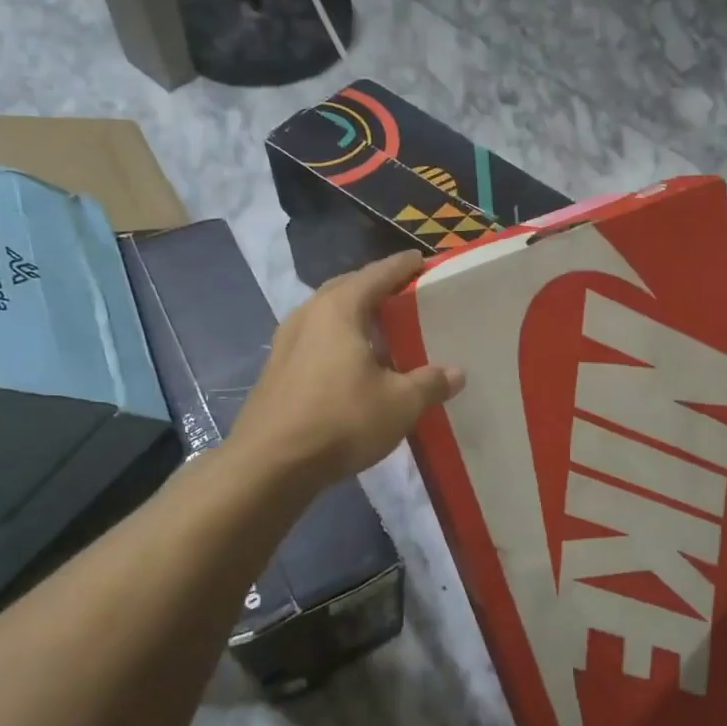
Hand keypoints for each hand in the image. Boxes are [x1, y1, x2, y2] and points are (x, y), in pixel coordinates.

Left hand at [232, 252, 463, 488]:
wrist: (271, 464)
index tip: (422, 261)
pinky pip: (316, 340)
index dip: (402, 266)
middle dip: (376, 287)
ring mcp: (286, 342)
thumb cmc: (341, 420)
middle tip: (404, 295)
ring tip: (382, 330)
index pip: (377, 274)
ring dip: (355, 316)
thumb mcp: (400, 403)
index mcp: (339, 308)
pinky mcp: (278, 370)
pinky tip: (354, 364)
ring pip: (327, 315)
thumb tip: (456, 373)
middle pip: (347, 288)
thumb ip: (430, 383)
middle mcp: (308, 315)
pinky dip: (339, 340)